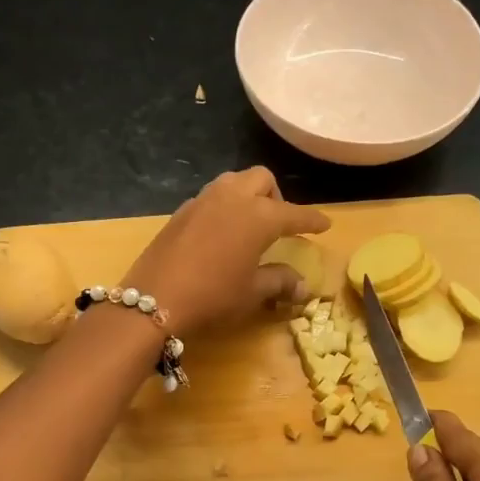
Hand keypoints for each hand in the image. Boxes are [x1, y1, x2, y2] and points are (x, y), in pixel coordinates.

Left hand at [126, 167, 329, 335]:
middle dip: (275, 196)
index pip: (295, 213)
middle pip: (261, 180)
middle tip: (278, 224)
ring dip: (247, 195)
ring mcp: (203, 201)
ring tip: (248, 223)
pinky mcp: (181, 211)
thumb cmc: (213, 296)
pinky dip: (223, 206)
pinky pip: (211, 197)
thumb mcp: (252, 292)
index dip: (312, 220)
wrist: (154, 301)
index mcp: (259, 216)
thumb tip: (303, 286)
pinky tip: (220, 233)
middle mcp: (233, 198)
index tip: (325, 224)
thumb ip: (280, 282)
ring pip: (233, 181)